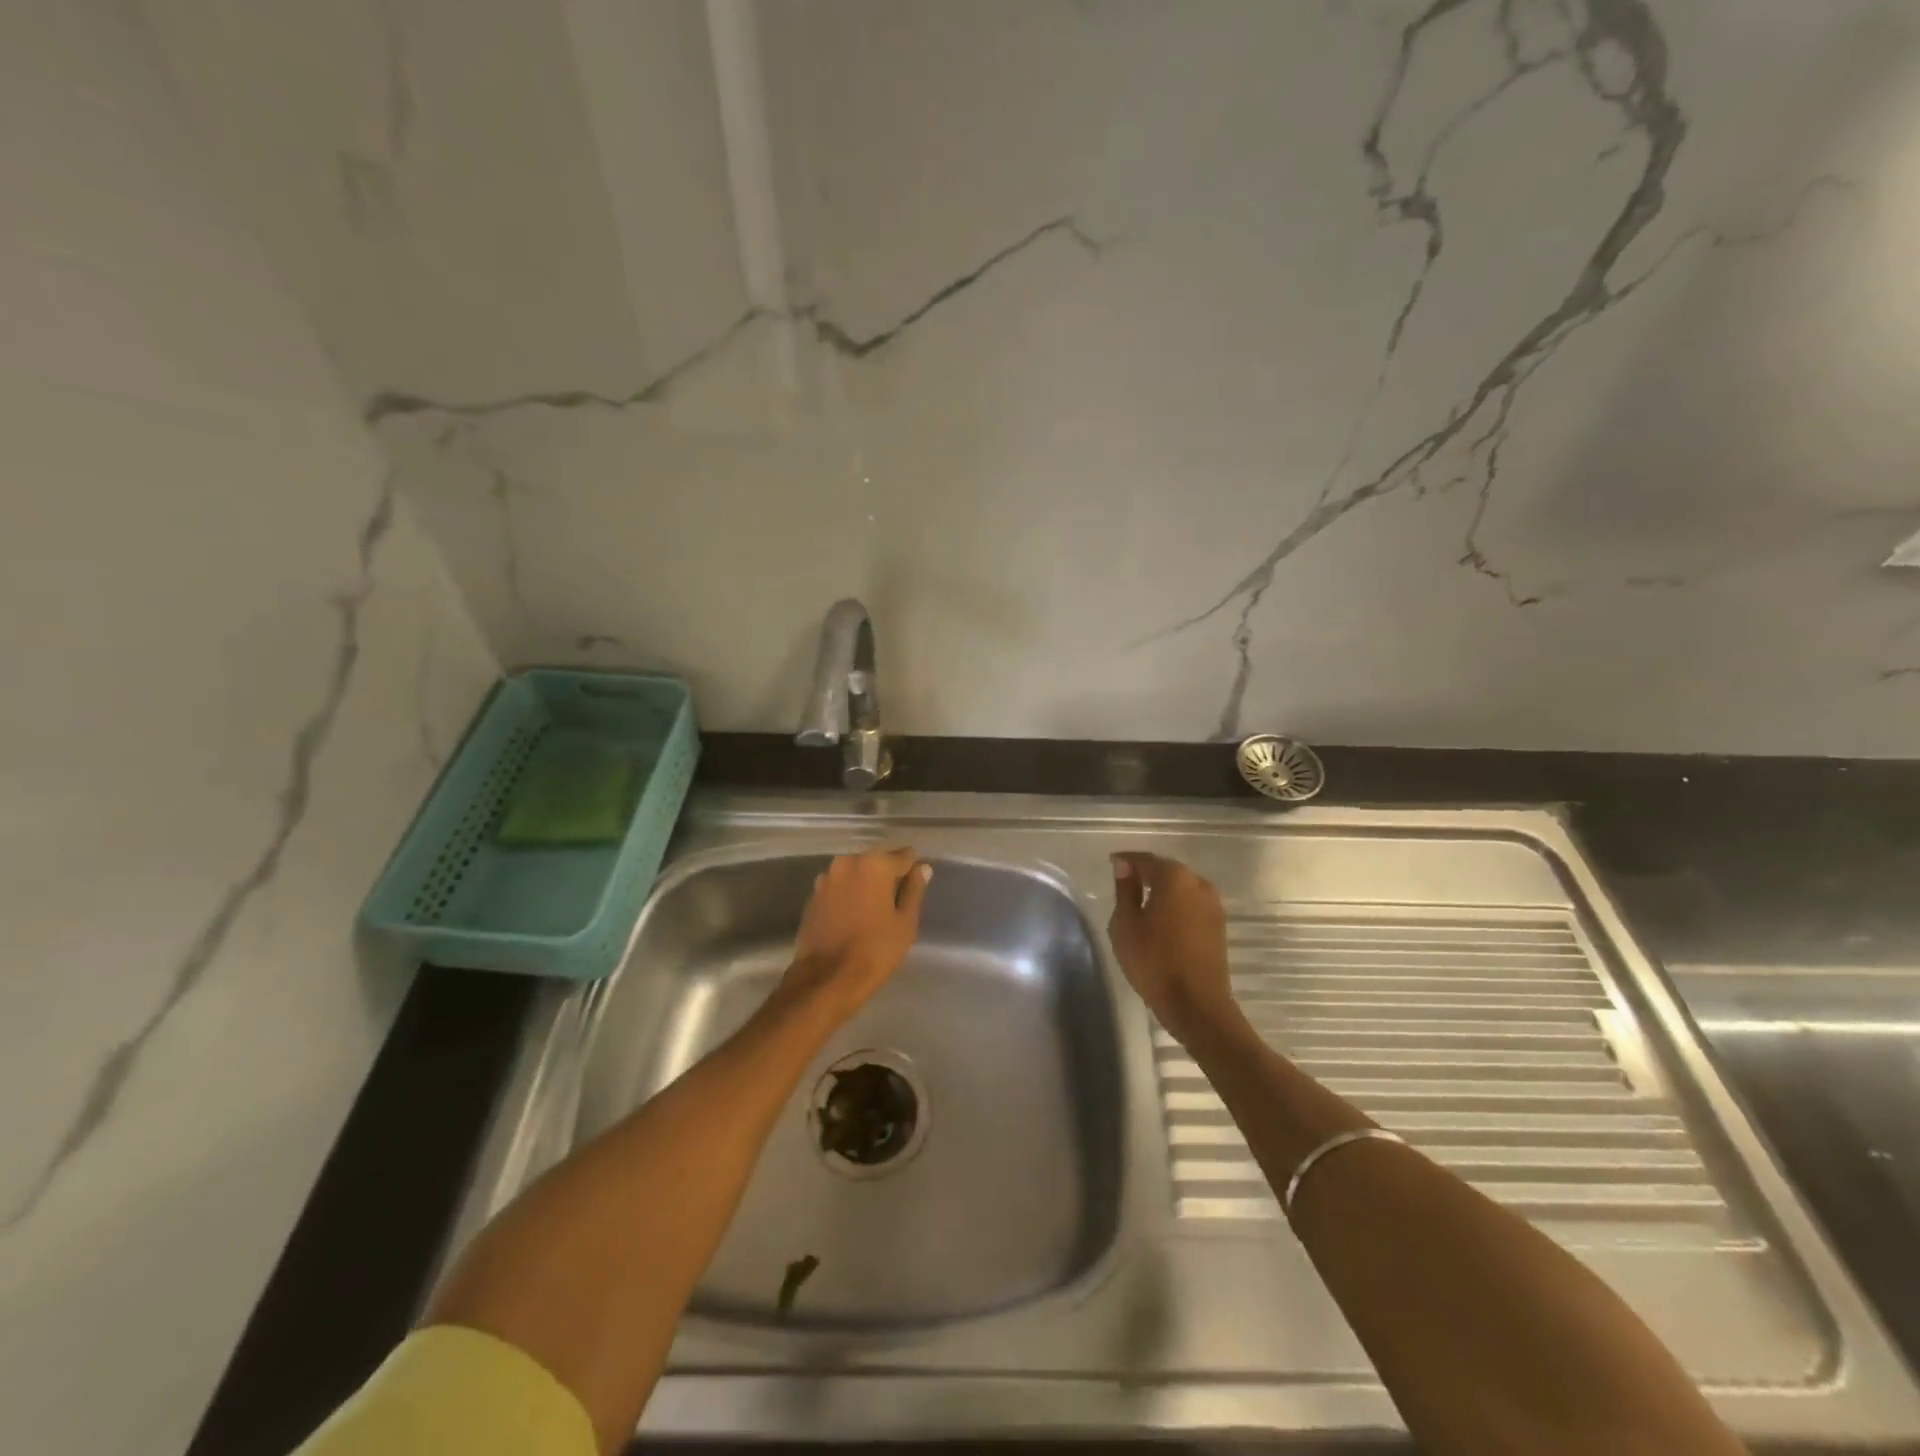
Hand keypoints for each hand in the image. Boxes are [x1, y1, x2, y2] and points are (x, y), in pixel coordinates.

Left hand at [780, 848, 931, 1023]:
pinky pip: (839, 888)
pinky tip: (854, 917)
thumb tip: (922, 868)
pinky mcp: (813, 896)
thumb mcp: (905, 922)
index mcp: (875, 864)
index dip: (913, 870)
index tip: (917, 886)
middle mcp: (848, 862)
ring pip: (856, 874)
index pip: (904, 856)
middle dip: (888, 876)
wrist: (826, 979)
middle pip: (877, 862)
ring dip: (866, 885)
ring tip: (875, 911)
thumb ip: (914, 890)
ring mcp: (826, 878)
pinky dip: (848, 896)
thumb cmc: (875, 950)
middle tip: (897, 902)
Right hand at [1108, 853, 1236, 1041]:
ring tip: (1142, 902)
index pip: (1145, 859)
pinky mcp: (1219, 925)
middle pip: (1167, 870)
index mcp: (1174, 877)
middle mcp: (1198, 883)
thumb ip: (1125, 890)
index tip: (1111, 863)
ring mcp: (1213, 905)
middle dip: (1146, 873)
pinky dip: (1176, 906)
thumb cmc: (1154, 961)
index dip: (1126, 860)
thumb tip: (1125, 868)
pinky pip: (1191, 905)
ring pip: (1182, 888)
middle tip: (1125, 881)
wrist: (1197, 1005)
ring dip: (1163, 890)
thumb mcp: (1126, 924)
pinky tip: (1162, 919)